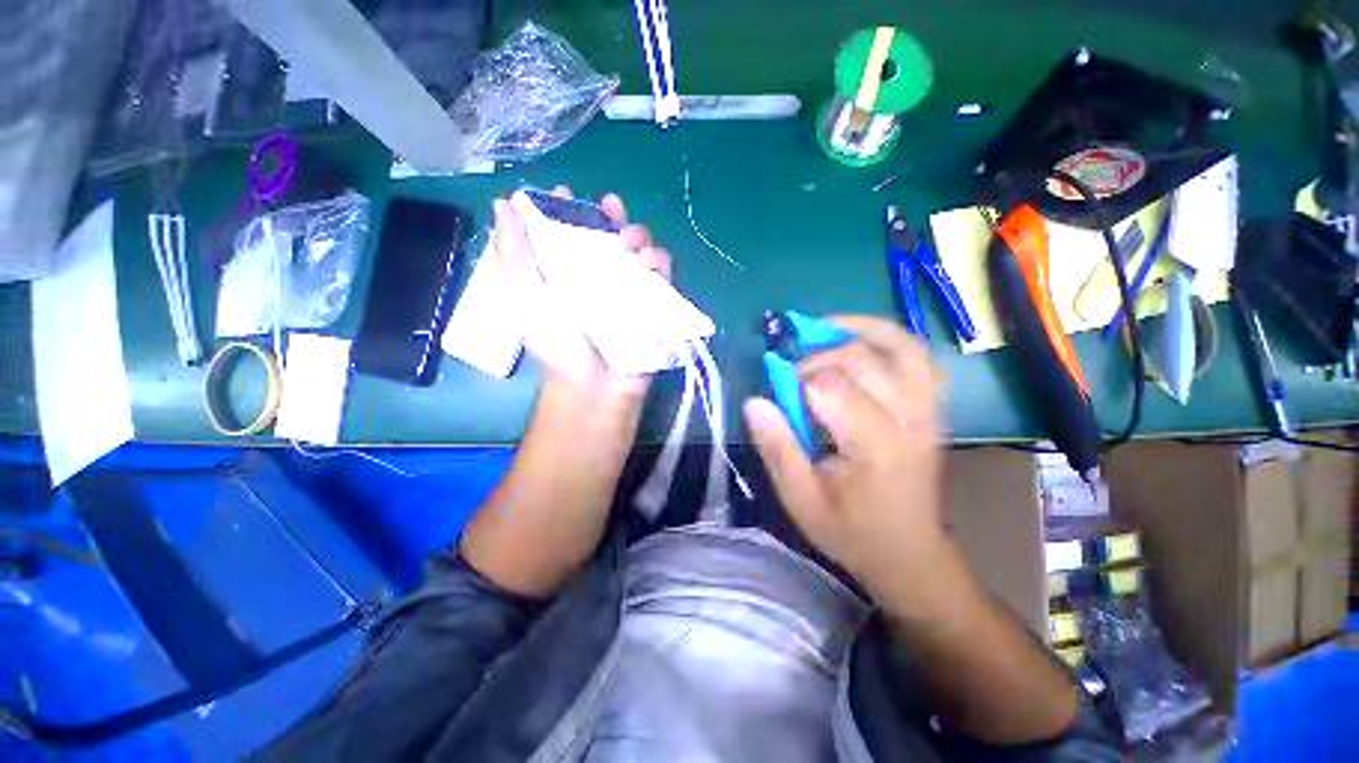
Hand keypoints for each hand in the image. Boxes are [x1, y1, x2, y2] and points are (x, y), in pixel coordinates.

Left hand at [493, 187, 670, 402]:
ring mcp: (626, 290)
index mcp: (565, 272)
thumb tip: (504, 203)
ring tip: (632, 243)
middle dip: (611, 217)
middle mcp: (596, 276)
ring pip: (638, 250)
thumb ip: (512, 252)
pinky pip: (661, 275)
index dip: (568, 208)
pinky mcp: (652, 304)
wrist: (593, 387)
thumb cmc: (555, 344)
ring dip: (639, 236)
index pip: (567, 230)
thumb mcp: (523, 296)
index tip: (569, 194)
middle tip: (613, 211)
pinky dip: (659, 262)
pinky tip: (651, 262)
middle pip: (607, 235)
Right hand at [744, 316, 951, 609]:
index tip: (778, 396)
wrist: (909, 552)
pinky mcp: (933, 406)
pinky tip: (856, 337)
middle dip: (815, 358)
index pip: (830, 386)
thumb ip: (777, 448)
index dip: (795, 380)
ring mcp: (928, 408)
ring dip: (852, 331)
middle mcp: (910, 418)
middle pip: (858, 360)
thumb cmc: (851, 531)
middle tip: (791, 376)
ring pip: (894, 346)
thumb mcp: (800, 499)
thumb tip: (754, 401)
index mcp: (875, 446)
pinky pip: (915, 354)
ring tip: (818, 331)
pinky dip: (886, 335)